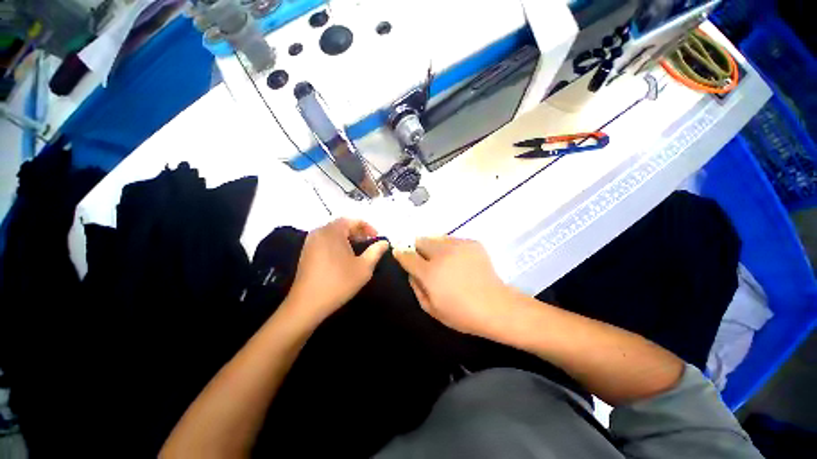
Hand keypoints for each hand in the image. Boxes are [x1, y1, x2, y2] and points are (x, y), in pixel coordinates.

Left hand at [286, 218, 389, 326]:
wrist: (307, 304)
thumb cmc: (339, 282)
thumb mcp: (364, 267)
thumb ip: (376, 251)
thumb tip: (385, 242)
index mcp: (332, 232)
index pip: (352, 220)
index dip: (367, 226)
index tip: (376, 237)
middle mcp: (319, 232)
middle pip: (342, 225)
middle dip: (358, 231)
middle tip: (369, 242)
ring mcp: (310, 242)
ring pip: (333, 232)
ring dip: (348, 237)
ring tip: (358, 249)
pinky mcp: (306, 252)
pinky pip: (325, 240)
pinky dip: (337, 243)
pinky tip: (343, 256)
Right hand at [393, 237, 513, 338]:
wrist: (496, 306)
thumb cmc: (461, 313)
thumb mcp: (431, 308)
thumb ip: (416, 287)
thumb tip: (411, 271)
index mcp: (429, 272)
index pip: (407, 255)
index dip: (401, 253)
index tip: (399, 253)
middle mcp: (442, 254)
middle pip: (421, 240)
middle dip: (419, 249)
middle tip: (426, 261)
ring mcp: (458, 246)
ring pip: (437, 237)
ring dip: (435, 247)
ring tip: (444, 260)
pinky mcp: (472, 243)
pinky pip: (453, 240)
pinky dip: (451, 248)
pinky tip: (460, 260)